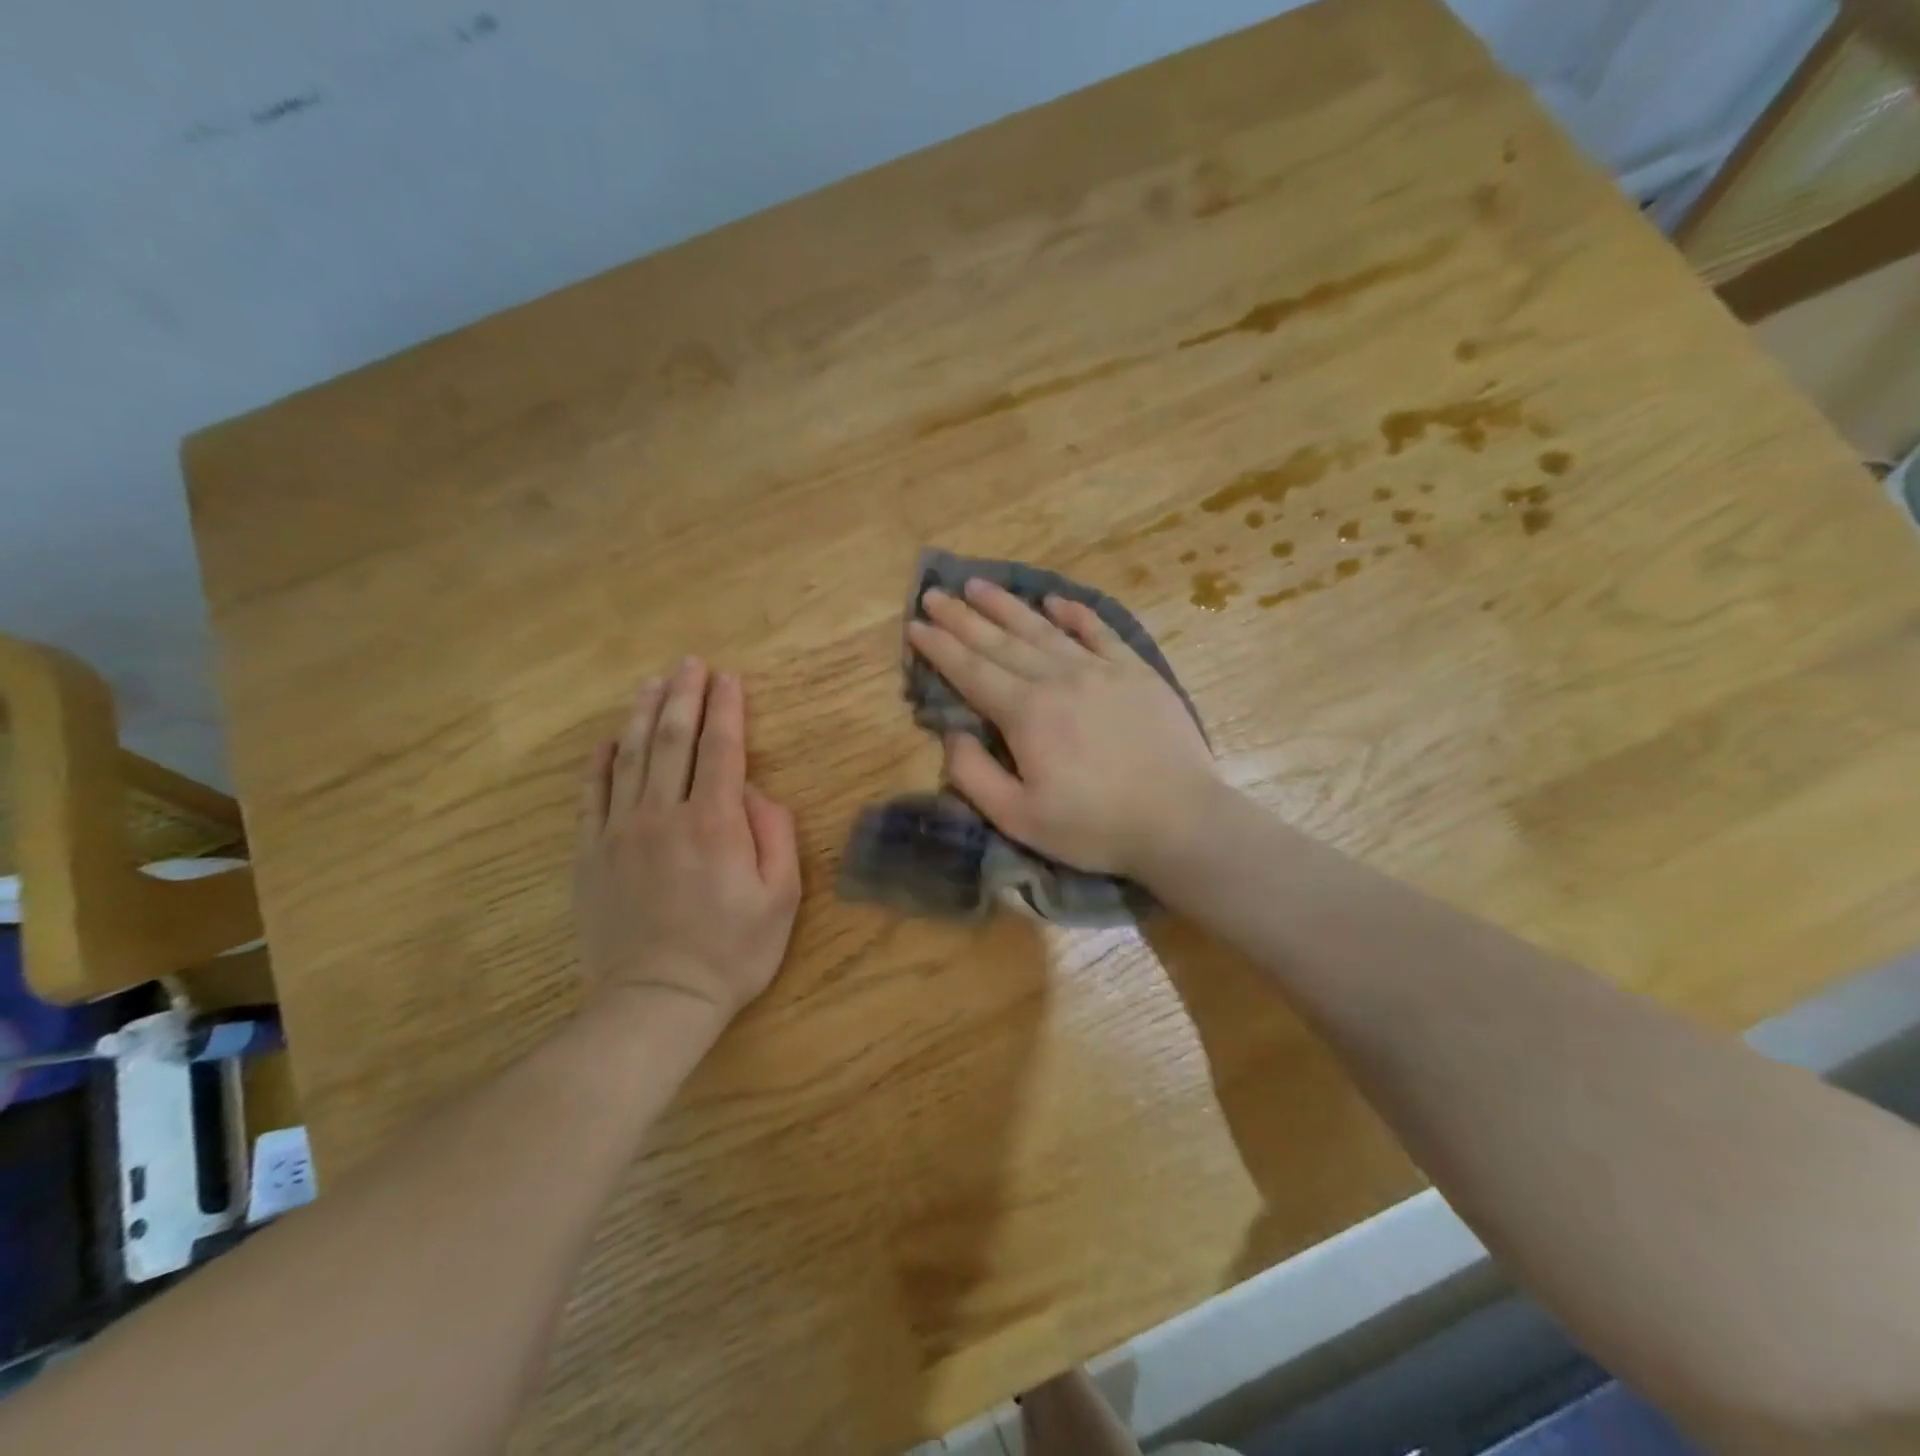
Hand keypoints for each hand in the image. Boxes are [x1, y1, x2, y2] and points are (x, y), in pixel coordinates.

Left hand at [575, 660, 801, 1029]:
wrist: (657, 1000)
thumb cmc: (732, 951)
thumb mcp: (781, 897)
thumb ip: (776, 835)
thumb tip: (757, 792)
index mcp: (715, 822)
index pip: (722, 748)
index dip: (727, 708)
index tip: (729, 678)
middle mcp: (665, 814)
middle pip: (672, 739)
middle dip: (684, 696)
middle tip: (690, 663)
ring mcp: (620, 831)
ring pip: (629, 757)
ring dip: (642, 714)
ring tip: (652, 683)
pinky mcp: (590, 853)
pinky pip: (592, 794)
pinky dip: (600, 761)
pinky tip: (609, 739)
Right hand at [904, 579, 1216, 877]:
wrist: (1180, 820)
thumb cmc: (1094, 827)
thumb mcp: (1018, 818)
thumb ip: (973, 775)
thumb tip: (951, 733)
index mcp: (1026, 713)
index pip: (971, 671)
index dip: (939, 647)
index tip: (914, 625)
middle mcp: (1058, 678)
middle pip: (1000, 641)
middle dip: (962, 617)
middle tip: (935, 593)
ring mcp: (1101, 669)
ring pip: (1043, 629)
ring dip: (1007, 606)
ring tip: (979, 585)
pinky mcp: (1136, 672)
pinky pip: (1100, 632)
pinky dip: (1075, 614)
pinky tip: (1055, 600)